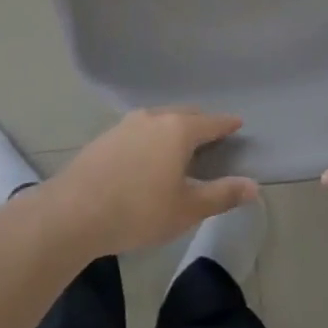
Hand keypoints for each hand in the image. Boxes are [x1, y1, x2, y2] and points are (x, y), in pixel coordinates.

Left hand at [42, 106, 258, 257]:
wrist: (72, 213)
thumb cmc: (138, 211)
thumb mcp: (187, 209)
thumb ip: (222, 195)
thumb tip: (254, 186)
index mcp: (178, 129)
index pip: (212, 122)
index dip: (227, 124)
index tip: (238, 124)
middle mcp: (154, 117)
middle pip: (184, 115)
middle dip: (201, 124)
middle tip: (212, 138)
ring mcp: (126, 124)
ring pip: (159, 120)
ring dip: (173, 130)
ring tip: (179, 148)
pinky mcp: (105, 137)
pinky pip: (139, 131)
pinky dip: (151, 138)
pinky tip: (147, 158)